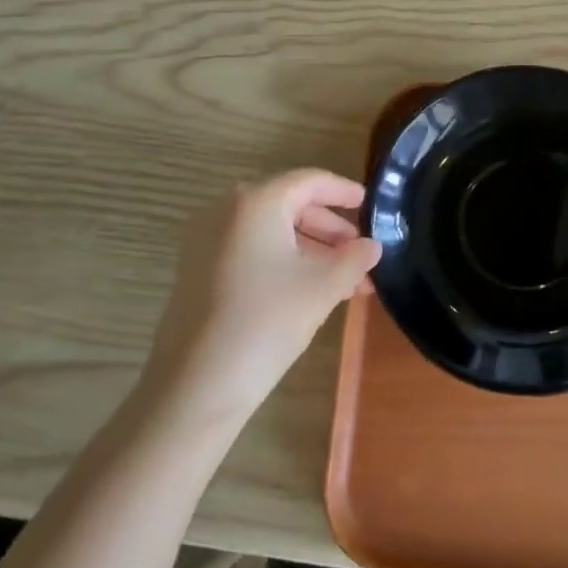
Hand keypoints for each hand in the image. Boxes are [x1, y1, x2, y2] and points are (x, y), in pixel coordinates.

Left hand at [143, 170, 381, 423]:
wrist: (195, 386)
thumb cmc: (266, 322)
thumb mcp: (322, 287)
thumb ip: (354, 259)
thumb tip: (372, 246)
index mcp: (256, 202)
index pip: (309, 181)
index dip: (342, 191)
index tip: (368, 202)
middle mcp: (227, 210)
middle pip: (289, 206)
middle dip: (330, 230)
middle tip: (360, 253)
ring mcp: (207, 240)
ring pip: (271, 232)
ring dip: (310, 251)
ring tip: (344, 282)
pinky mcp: (198, 270)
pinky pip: (251, 251)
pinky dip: (283, 262)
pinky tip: (309, 291)